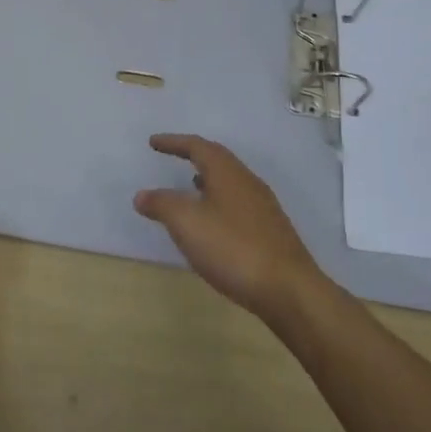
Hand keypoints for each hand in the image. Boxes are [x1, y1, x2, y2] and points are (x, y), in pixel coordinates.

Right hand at [134, 134, 324, 322]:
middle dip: (193, 155)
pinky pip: (237, 203)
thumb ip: (162, 205)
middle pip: (217, 159)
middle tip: (172, 156)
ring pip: (229, 182)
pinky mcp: (270, 230)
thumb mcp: (187, 224)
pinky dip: (218, 202)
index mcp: (227, 172)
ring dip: (207, 179)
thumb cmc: (232, 248)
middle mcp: (247, 181)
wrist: (288, 289)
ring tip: (189, 186)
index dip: (173, 143)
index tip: (153, 142)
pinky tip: (212, 223)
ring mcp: (263, 206)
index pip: (197, 146)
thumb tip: (142, 195)